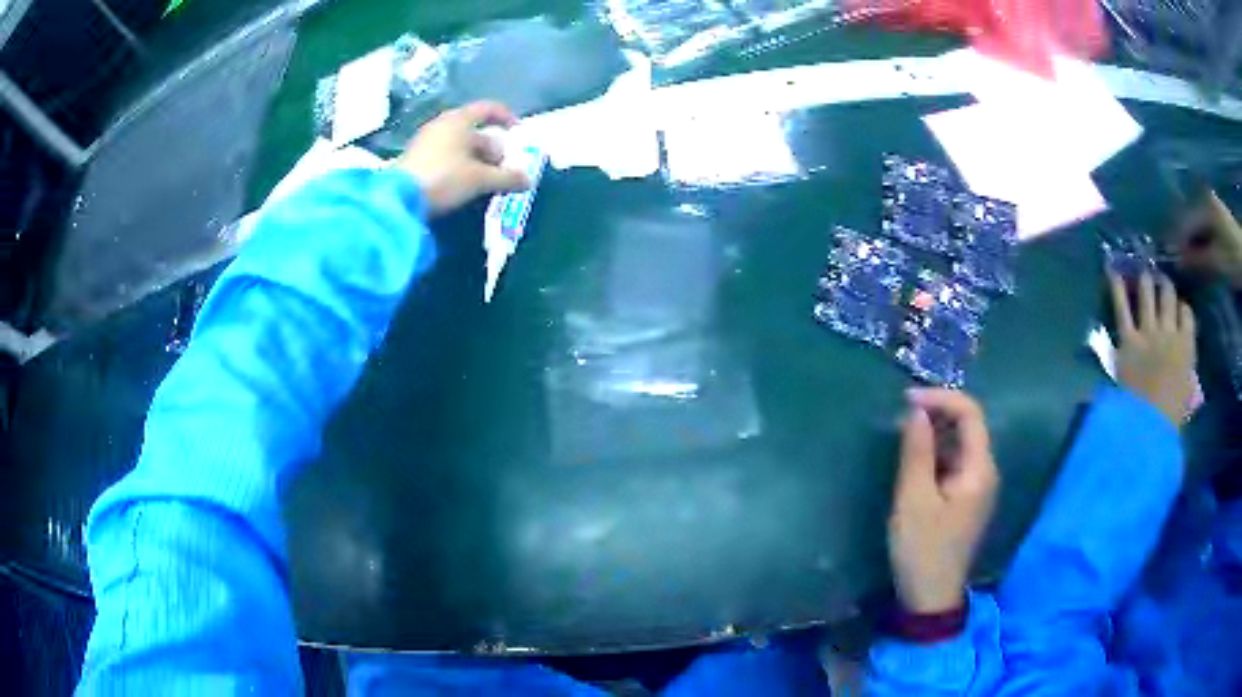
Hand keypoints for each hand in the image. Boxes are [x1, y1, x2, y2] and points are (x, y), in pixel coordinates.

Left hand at [393, 101, 530, 215]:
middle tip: (504, 169)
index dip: (506, 118)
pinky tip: (465, 186)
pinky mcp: (416, 159)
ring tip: (487, 181)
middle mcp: (442, 125)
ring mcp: (426, 141)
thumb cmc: (444, 178)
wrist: (397, 199)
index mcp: (459, 120)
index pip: (489, 108)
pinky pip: (446, 156)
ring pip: (460, 145)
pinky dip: (460, 166)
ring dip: (477, 160)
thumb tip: (527, 179)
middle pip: (475, 130)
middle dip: (493, 148)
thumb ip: (507, 178)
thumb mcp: (480, 179)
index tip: (518, 133)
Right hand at [889, 389, 999, 613]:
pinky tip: (914, 461)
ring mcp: (977, 487)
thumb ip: (917, 452)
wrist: (930, 598)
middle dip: (937, 414)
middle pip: (969, 426)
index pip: (970, 414)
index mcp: (979, 469)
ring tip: (903, 435)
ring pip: (960, 445)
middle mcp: (985, 472)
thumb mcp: (913, 500)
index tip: (907, 400)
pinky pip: (955, 463)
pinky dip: (936, 454)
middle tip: (901, 416)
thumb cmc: (923, 549)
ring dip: (935, 434)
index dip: (941, 399)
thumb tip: (917, 411)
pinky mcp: (966, 499)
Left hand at [1109, 272, 1196, 426]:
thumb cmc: (1172, 417)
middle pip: (1168, 298)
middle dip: (1165, 286)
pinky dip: (1117, 289)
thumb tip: (1187, 375)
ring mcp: (1148, 332)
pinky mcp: (1128, 339)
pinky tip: (1112, 272)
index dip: (1182, 308)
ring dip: (1145, 282)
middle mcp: (1168, 331)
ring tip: (1143, 272)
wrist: (1149, 423)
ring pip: (1148, 296)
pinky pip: (1122, 309)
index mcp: (1186, 346)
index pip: (1187, 314)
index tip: (1179, 306)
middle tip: (1161, 280)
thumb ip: (1187, 377)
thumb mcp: (1187, 395)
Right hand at [1171, 189, 1241, 287]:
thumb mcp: (1216, 260)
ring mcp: (1208, 202)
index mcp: (1202, 203)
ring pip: (1193, 221)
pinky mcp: (1213, 212)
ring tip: (1183, 256)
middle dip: (1180, 238)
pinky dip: (1196, 237)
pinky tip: (1195, 250)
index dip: (1174, 240)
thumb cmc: (1233, 255)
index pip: (1183, 221)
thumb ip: (1196, 259)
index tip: (1165, 257)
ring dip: (1188, 238)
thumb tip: (1176, 260)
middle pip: (1187, 217)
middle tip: (1173, 258)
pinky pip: (1200, 223)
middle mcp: (1202, 195)